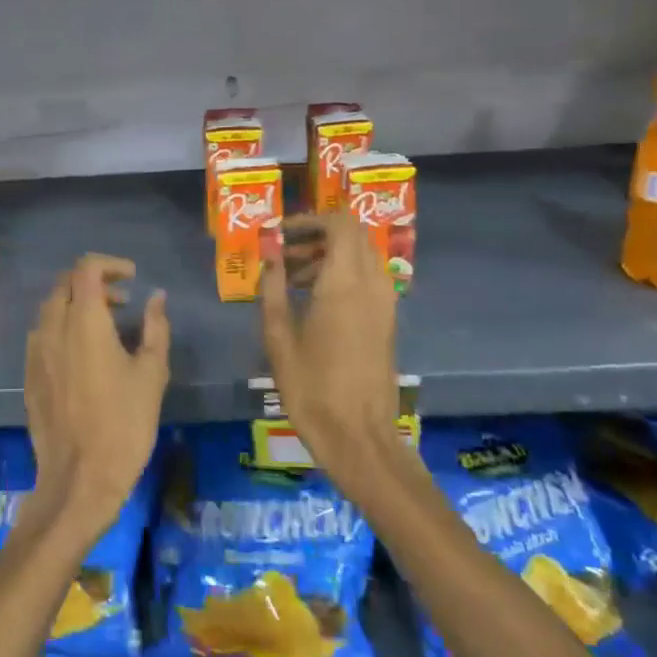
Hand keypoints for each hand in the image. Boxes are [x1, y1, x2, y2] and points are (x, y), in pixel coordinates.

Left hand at [23, 254, 169, 541]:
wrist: (79, 478)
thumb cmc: (124, 423)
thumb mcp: (152, 373)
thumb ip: (155, 327)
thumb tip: (156, 297)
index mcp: (84, 320)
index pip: (86, 268)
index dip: (110, 264)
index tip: (133, 278)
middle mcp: (53, 327)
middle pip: (65, 284)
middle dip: (94, 283)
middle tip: (123, 302)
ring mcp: (36, 352)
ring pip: (51, 309)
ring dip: (77, 305)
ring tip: (107, 327)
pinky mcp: (29, 375)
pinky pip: (43, 335)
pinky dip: (63, 328)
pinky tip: (84, 355)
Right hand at [261, 213, 402, 492]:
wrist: (359, 436)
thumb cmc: (312, 389)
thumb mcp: (279, 338)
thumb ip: (273, 290)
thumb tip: (269, 258)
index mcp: (345, 283)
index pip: (340, 223)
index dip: (310, 219)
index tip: (281, 233)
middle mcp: (372, 284)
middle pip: (353, 236)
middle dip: (317, 236)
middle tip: (283, 254)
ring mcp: (385, 303)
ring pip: (361, 257)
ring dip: (329, 256)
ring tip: (291, 279)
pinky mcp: (387, 322)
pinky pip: (367, 279)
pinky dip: (342, 275)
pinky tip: (313, 302)